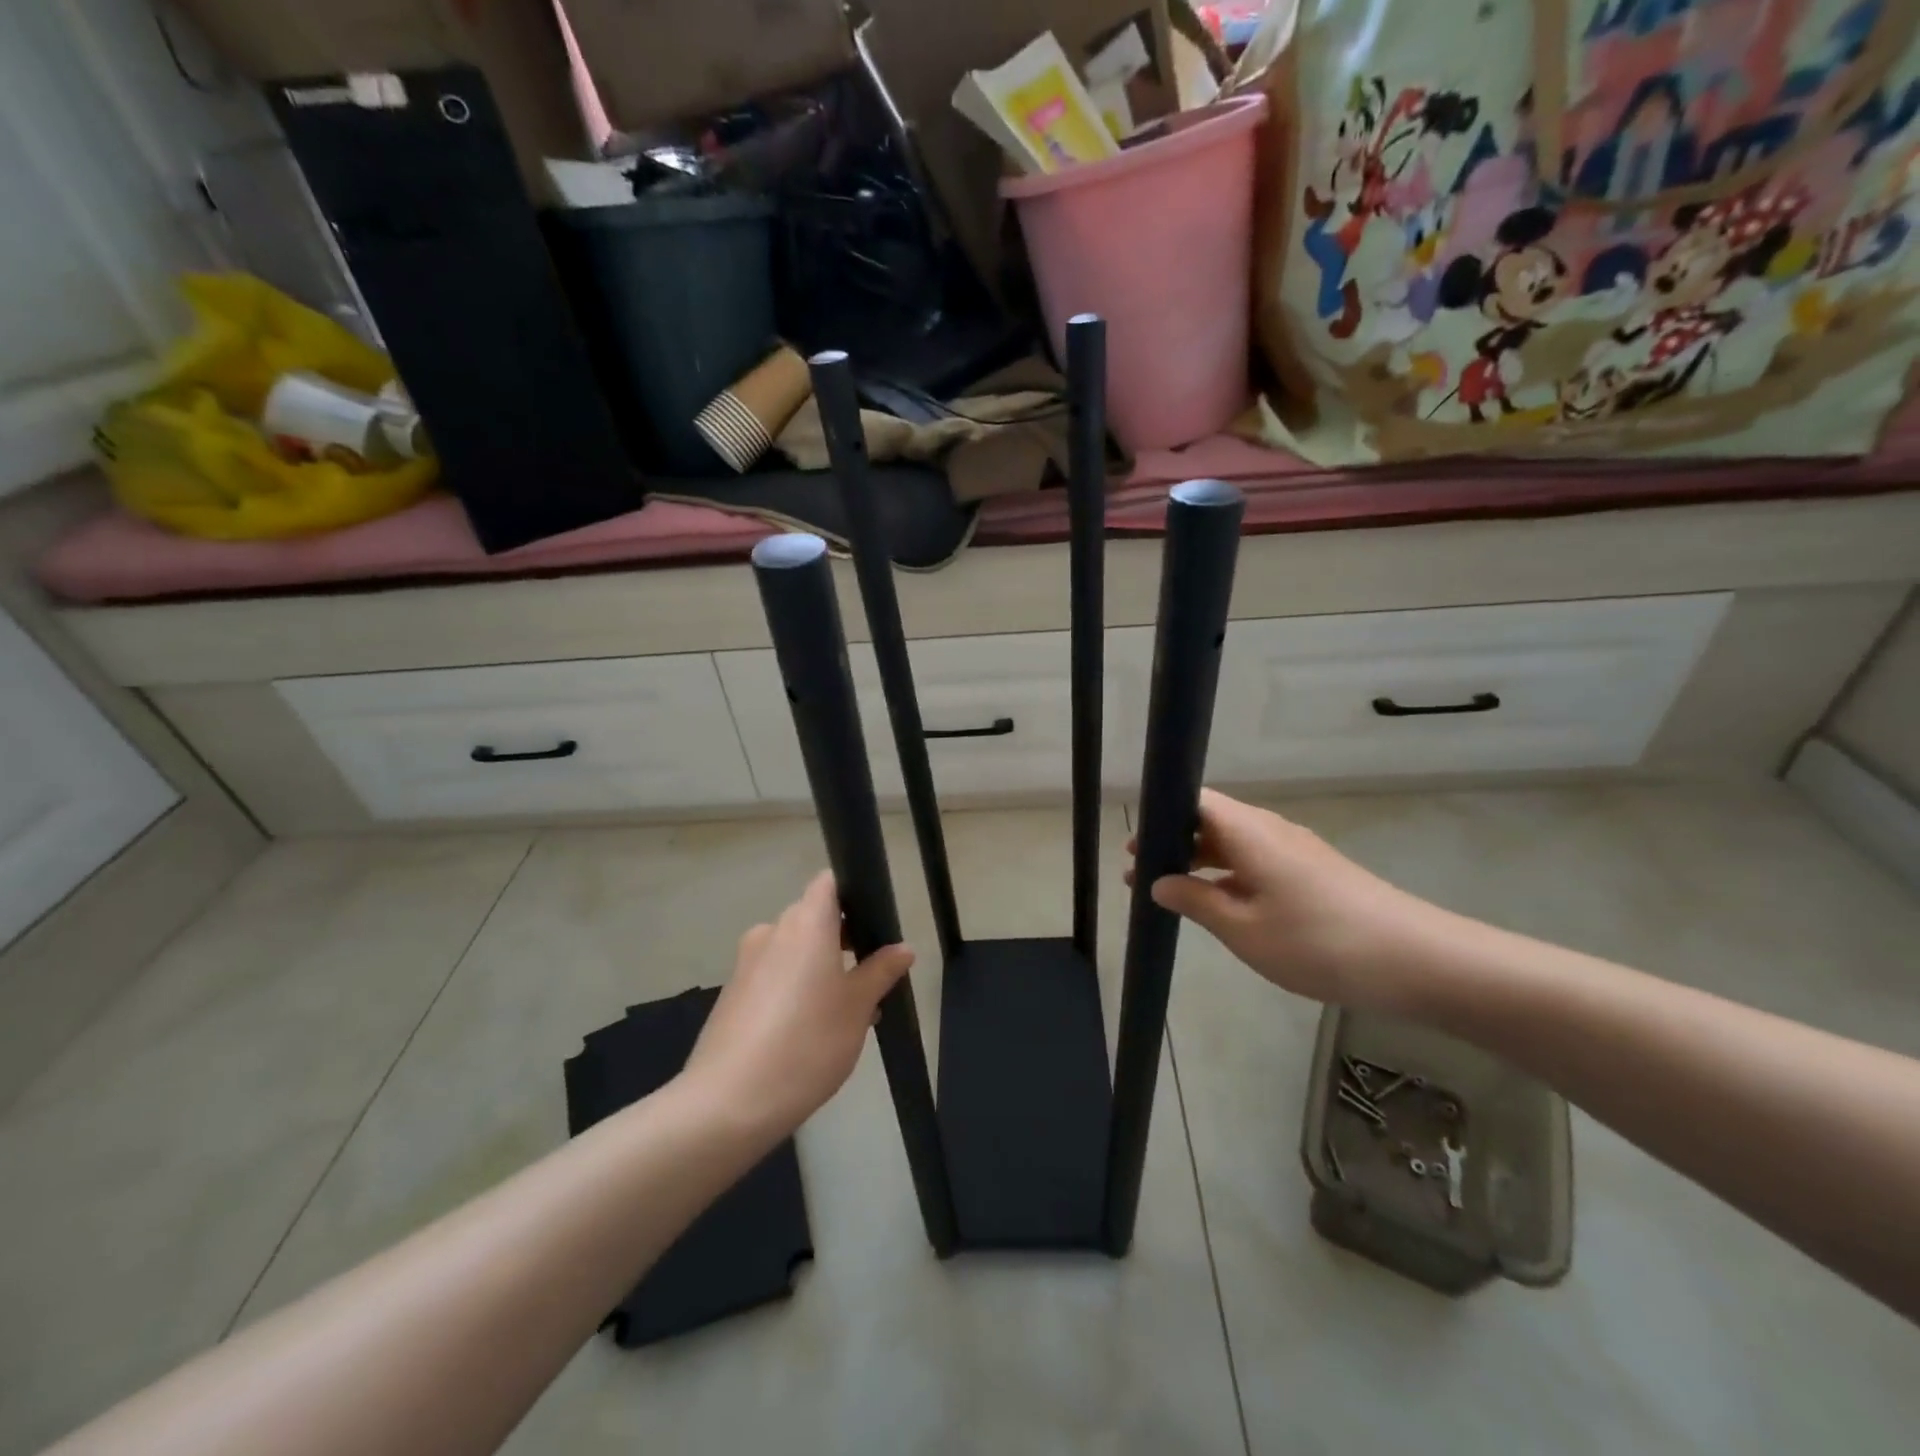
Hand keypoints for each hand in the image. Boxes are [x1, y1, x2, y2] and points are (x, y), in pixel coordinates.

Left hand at [680, 871, 912, 1136]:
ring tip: (846, 1013)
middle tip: (870, 978)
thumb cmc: (807, 1043)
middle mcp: (773, 931)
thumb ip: (880, 971)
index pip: (829, 882)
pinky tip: (810, 1031)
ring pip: (794, 950)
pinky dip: (795, 988)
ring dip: (820, 968)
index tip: (875, 924)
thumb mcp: (857, 1008)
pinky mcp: (732, 992)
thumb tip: (902, 948)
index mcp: (806, 922)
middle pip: (813, 917)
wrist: (729, 1102)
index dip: (854, 894)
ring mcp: (747, 962)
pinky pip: (773, 974)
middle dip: (843, 940)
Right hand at [1129, 789, 1447, 1010]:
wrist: (1416, 961)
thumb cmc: (1317, 941)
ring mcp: (1295, 851)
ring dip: (1199, 861)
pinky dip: (1228, 876)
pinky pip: (1257, 862)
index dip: (1161, 814)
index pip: (1195, 799)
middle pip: (1212, 820)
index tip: (1134, 842)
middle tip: (1137, 870)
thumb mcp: (1243, 929)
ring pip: (1234, 843)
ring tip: (1167, 889)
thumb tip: (1158, 882)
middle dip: (1173, 841)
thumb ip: (1195, 901)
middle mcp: (1270, 830)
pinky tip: (1218, 905)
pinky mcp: (1313, 872)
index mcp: (1248, 831)